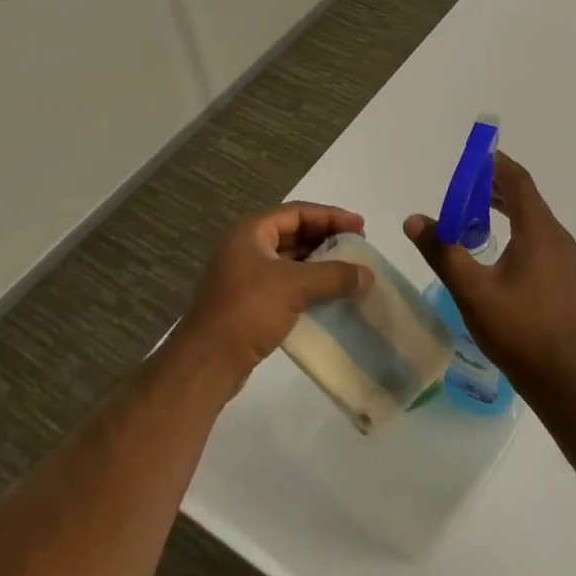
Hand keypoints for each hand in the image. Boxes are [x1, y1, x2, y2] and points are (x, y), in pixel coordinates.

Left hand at [175, 202, 372, 387]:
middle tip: (358, 248)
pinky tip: (331, 296)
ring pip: (291, 261)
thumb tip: (368, 274)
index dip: (331, 216)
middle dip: (328, 239)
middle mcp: (247, 248)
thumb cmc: (247, 311)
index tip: (361, 226)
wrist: (207, 362)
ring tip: (350, 271)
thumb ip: (334, 276)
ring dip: (320, 264)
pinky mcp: (251, 303)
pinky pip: (287, 285)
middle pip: (294, 234)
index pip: (298, 213)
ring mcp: (246, 276)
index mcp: (251, 232)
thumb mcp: (294, 286)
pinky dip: (310, 286)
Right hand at [404, 153, 575, 393]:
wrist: (566, 377)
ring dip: (505, 211)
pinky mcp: (565, 280)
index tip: (472, 157)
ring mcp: (565, 260)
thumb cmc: (519, 328)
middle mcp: (557, 237)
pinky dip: (515, 232)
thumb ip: (442, 252)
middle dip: (494, 188)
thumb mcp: (472, 290)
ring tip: (473, 217)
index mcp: (539, 231)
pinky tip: (495, 254)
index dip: (495, 164)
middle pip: (526, 198)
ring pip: (533, 221)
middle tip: (462, 189)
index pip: (518, 181)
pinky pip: (539, 241)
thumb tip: (414, 220)